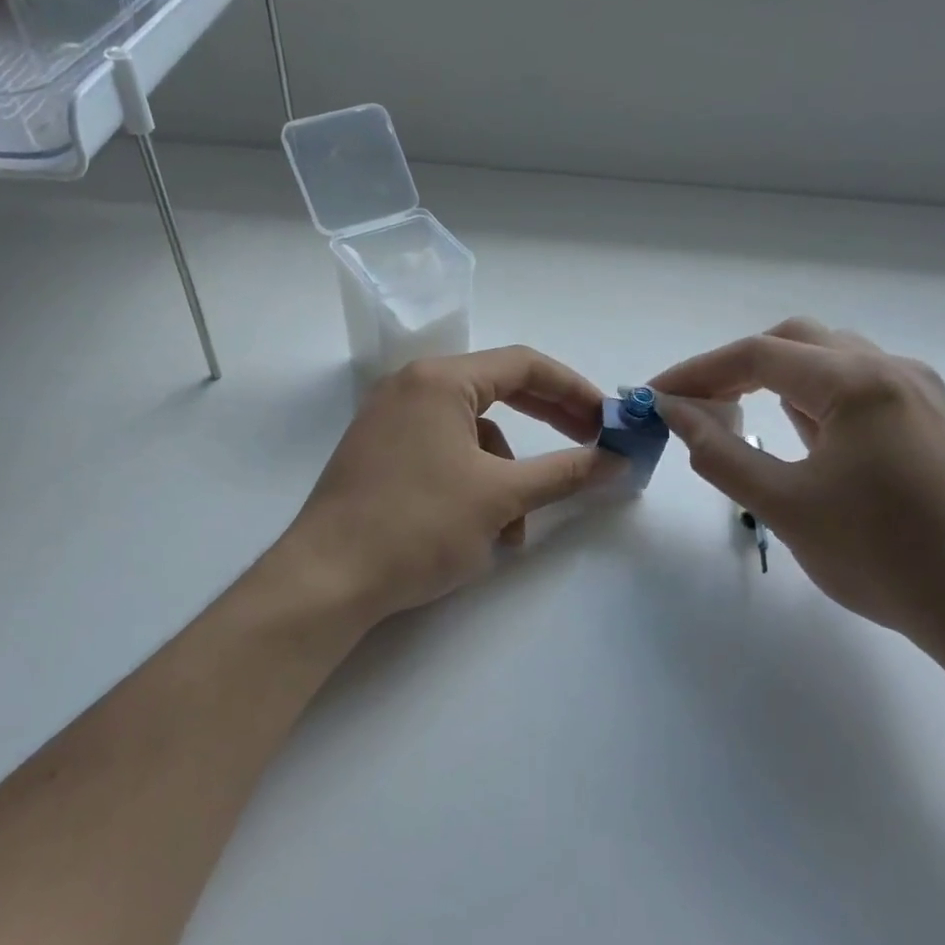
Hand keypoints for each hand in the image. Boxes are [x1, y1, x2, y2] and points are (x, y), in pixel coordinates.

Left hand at [276, 347, 623, 622]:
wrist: (328, 579)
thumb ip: (565, 473)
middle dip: (547, 425)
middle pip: (498, 393)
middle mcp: (411, 388)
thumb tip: (616, 460)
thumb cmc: (419, 526)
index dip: (574, 390)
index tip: (608, 419)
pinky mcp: (378, 456)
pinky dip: (471, 487)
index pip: (524, 365)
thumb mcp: (501, 498)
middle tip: (588, 447)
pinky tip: (478, 534)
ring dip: (505, 478)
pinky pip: (442, 456)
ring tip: (514, 531)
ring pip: (471, 437)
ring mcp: (389, 422)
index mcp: (440, 381)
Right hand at [651, 318, 944, 657]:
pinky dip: (815, 400)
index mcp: (859, 381)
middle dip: (736, 366)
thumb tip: (675, 412)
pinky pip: (861, 390)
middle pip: (797, 342)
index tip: (654, 397)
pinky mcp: (936, 422)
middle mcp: (894, 370)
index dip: (696, 372)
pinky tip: (800, 437)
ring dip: (777, 380)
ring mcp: (922, 394)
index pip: (757, 354)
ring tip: (737, 417)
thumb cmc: (882, 556)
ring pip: (833, 362)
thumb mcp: (784, 506)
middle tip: (696, 404)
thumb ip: (720, 453)